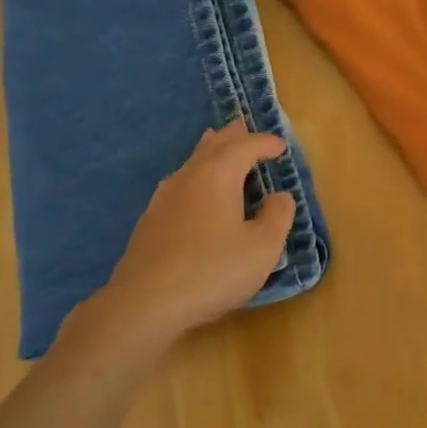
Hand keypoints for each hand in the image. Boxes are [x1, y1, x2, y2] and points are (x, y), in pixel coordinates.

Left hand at [96, 120, 296, 341]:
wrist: (146, 302)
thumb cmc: (212, 270)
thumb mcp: (262, 248)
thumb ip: (277, 217)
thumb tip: (280, 197)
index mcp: (218, 174)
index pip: (246, 147)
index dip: (265, 143)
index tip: (280, 147)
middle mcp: (189, 176)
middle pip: (212, 146)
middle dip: (232, 136)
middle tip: (243, 126)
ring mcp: (164, 197)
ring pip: (191, 162)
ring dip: (209, 151)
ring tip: (216, 145)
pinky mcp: (150, 220)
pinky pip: (179, 183)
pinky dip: (195, 176)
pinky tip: (192, 190)